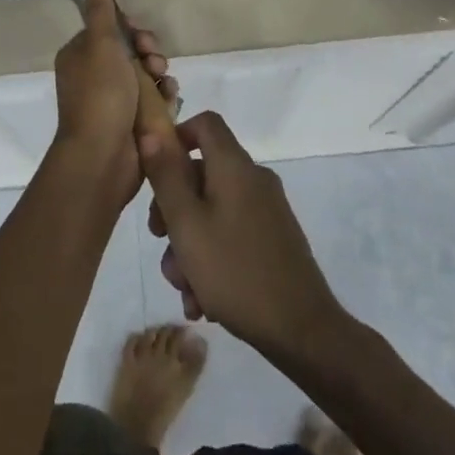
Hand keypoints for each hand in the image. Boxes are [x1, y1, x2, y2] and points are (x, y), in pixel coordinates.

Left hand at [52, 0, 176, 207]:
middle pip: (132, 51)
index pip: (110, 30)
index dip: (130, 29)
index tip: (142, 35)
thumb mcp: (101, 46)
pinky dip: (164, 97)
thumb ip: (100, 14)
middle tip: (155, 61)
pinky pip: (154, 100)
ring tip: (165, 83)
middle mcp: (95, 76)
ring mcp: (114, 101)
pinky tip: (171, 99)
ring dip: (160, 75)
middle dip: (149, 53)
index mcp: (81, 56)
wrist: (104, 156)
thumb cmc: (100, 95)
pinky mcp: (132, 121)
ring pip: (146, 75)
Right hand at [140, 112, 346, 362]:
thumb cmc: (235, 270)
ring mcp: (267, 210)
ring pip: (213, 212)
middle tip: (159, 242)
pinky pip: (232, 235)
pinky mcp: (274, 239)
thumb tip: (152, 131)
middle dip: (174, 208)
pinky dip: (213, 259)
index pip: (205, 123)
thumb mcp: (186, 224)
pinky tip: (203, 301)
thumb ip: (166, 176)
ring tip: (184, 289)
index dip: (176, 137)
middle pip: (203, 174)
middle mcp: (254, 179)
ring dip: (190, 245)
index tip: (156, 172)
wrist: (302, 330)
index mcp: (235, 166)